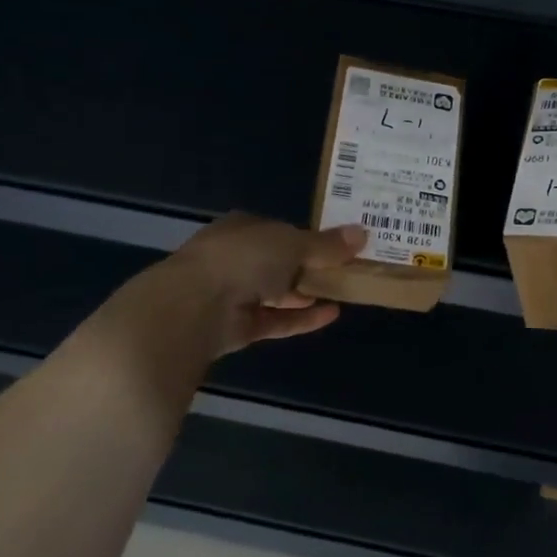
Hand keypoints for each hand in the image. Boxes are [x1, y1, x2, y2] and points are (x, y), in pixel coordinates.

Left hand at [83, 214, 366, 380]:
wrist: (193, 307)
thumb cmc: (243, 259)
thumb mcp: (293, 243)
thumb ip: (326, 244)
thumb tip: (362, 233)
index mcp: (242, 228)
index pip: (278, 229)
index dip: (306, 236)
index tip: (336, 245)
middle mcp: (235, 259)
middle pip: (278, 262)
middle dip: (308, 267)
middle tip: (345, 270)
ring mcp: (234, 294)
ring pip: (277, 293)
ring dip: (306, 293)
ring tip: (343, 293)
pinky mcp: (238, 327)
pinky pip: (276, 320)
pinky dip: (302, 318)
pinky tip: (332, 315)